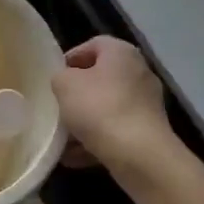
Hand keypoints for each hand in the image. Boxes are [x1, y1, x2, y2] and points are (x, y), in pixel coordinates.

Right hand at [51, 37, 172, 168]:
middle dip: (77, 95)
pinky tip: (75, 157)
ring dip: (84, 123)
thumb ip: (60, 77)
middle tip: (57, 107)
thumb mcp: (65, 85)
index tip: (54, 77)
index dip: (71, 58)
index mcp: (122, 53)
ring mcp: (146, 104)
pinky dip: (97, 141)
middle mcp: (139, 73)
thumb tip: (66, 83)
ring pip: (107, 109)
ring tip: (62, 139)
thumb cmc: (99, 108)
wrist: (138, 154)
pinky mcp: (148, 132)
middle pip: (101, 79)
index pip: (93, 45)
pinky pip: (116, 131)